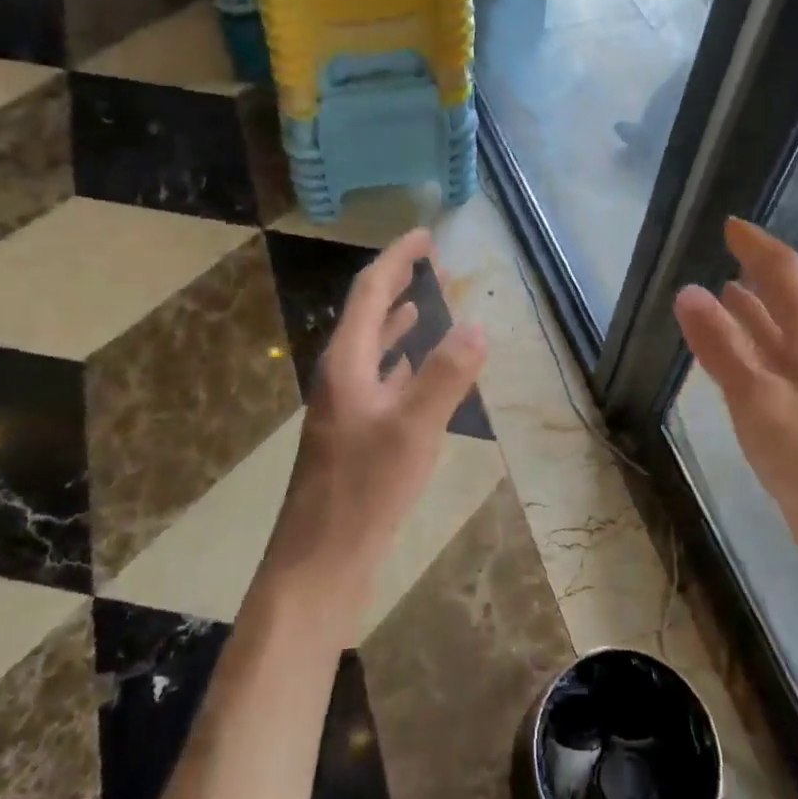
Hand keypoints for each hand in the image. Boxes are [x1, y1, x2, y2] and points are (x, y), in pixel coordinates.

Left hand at [260, 228, 486, 637]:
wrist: (320, 562)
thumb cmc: (364, 490)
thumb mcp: (413, 429)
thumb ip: (445, 375)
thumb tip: (478, 325)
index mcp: (347, 363)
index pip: (371, 292)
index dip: (398, 259)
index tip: (425, 236)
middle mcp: (341, 376)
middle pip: (369, 315)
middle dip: (399, 283)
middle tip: (433, 263)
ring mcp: (345, 406)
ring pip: (374, 347)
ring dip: (400, 320)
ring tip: (429, 303)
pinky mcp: (354, 432)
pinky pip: (382, 378)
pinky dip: (402, 361)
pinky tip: (417, 367)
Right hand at [673, 218, 797, 551]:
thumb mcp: (754, 395)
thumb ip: (720, 343)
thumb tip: (687, 290)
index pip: (785, 271)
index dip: (756, 245)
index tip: (728, 224)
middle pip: (789, 294)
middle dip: (757, 270)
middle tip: (722, 252)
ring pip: (784, 327)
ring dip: (755, 306)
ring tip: (723, 290)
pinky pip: (780, 355)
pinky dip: (756, 340)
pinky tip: (739, 349)